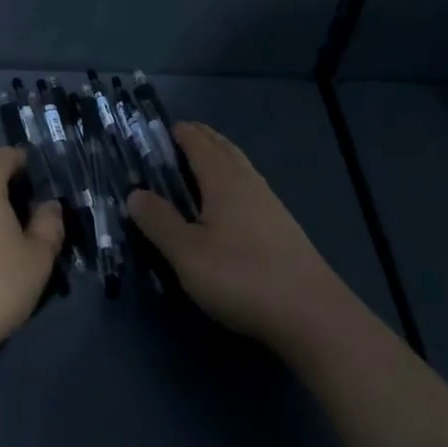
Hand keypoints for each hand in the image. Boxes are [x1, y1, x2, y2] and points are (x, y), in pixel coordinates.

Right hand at [126, 122, 344, 356]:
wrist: (313, 315)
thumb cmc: (242, 277)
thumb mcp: (188, 253)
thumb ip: (159, 221)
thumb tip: (134, 193)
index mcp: (223, 178)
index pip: (197, 141)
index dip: (177, 132)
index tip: (155, 131)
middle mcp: (248, 180)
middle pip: (221, 147)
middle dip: (198, 138)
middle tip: (173, 141)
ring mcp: (270, 203)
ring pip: (238, 166)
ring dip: (216, 158)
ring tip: (195, 168)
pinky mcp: (282, 227)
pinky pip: (248, 187)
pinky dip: (230, 180)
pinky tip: (225, 205)